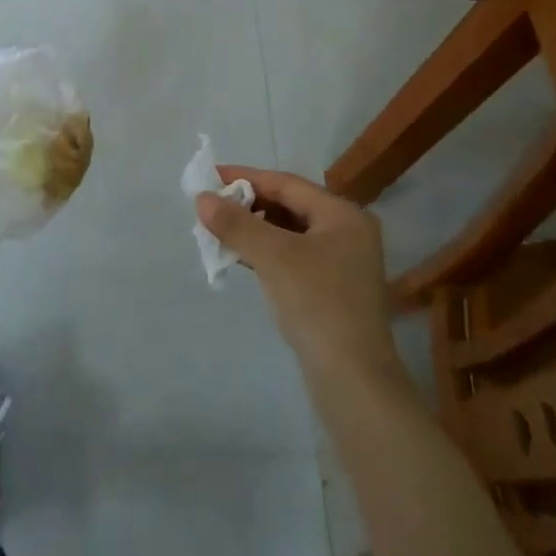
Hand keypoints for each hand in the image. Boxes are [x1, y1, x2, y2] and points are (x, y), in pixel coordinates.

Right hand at [196, 167, 400, 384]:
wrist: (353, 379)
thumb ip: (236, 223)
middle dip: (248, 204)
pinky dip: (266, 252)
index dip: (246, 177)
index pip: (287, 184)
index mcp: (343, 215)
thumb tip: (202, 198)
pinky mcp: (333, 288)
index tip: (209, 177)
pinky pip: (293, 256)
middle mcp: (348, 232)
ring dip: (254, 229)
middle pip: (289, 205)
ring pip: (290, 232)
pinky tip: (241, 257)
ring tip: (218, 230)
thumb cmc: (317, 304)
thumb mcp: (273, 257)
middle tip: (211, 206)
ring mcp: (343, 262)